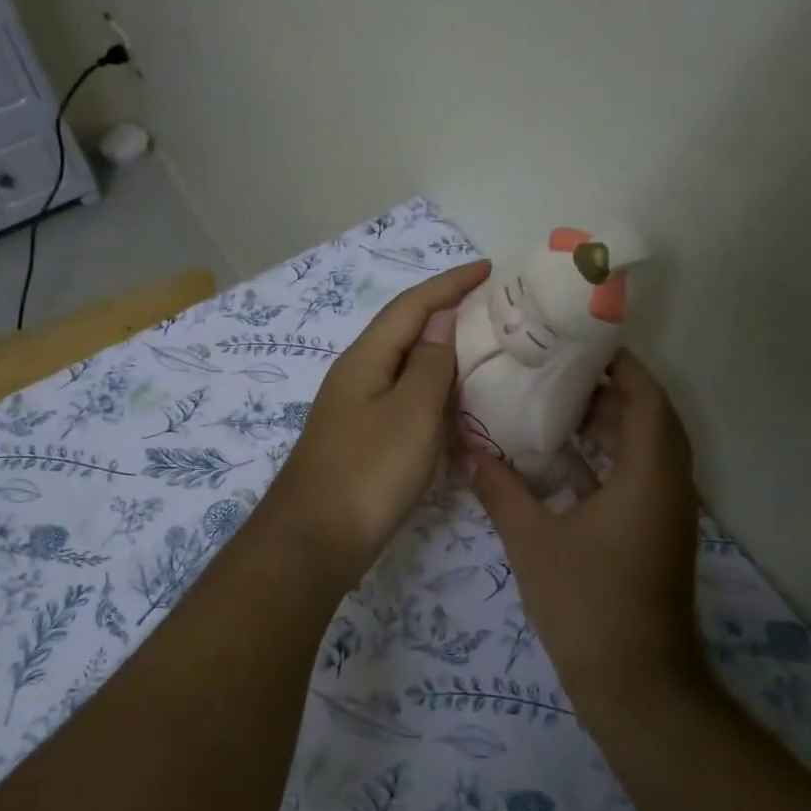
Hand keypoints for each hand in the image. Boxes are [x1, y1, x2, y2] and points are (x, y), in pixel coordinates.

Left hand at [268, 261, 490, 587]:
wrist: (315, 541)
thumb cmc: (368, 471)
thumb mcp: (411, 413)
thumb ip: (430, 364)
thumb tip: (441, 320)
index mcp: (366, 359)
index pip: (411, 306)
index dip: (449, 283)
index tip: (489, 269)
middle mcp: (358, 376)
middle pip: (406, 332)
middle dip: (447, 313)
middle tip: (495, 310)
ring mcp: (358, 410)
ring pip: (406, 368)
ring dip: (443, 354)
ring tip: (486, 349)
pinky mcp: (364, 441)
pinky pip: (405, 401)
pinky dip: (434, 393)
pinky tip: (457, 404)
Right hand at [467, 351, 705, 705]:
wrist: (636, 687)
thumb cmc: (588, 603)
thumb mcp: (532, 540)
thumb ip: (498, 489)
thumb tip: (465, 449)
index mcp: (649, 474)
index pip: (646, 397)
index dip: (620, 365)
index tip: (579, 342)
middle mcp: (666, 486)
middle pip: (646, 419)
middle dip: (604, 392)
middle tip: (553, 370)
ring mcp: (662, 515)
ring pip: (640, 452)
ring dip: (604, 428)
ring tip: (550, 405)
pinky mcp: (651, 538)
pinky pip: (632, 482)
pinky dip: (602, 464)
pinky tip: (557, 463)